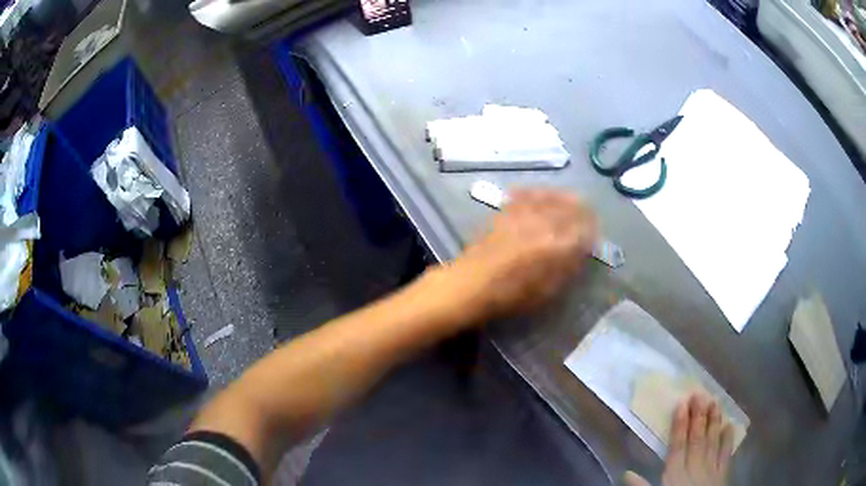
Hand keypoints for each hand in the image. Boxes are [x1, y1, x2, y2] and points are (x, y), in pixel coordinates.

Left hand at [446, 188, 597, 321]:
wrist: (471, 284)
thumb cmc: (510, 295)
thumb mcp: (547, 290)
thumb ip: (568, 267)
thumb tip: (581, 251)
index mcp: (557, 245)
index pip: (586, 228)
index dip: (594, 230)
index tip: (594, 235)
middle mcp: (544, 222)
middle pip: (573, 206)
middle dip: (584, 211)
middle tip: (587, 218)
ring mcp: (524, 212)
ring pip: (552, 195)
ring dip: (565, 198)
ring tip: (571, 202)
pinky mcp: (507, 210)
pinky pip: (528, 193)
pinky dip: (539, 193)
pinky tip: (541, 196)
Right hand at [624, 394, 734, 485]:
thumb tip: (626, 472)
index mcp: (674, 475)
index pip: (677, 446)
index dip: (679, 425)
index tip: (682, 403)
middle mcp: (694, 468)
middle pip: (696, 440)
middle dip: (698, 417)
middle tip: (700, 394)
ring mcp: (710, 470)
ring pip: (712, 442)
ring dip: (713, 422)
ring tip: (715, 402)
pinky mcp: (722, 475)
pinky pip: (726, 454)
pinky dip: (728, 440)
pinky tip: (730, 425)